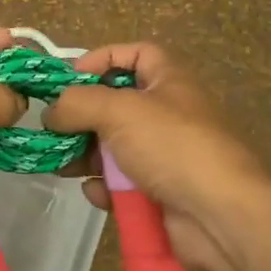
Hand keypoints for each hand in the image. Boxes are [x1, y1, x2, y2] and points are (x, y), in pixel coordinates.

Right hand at [43, 42, 270, 270]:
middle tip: (52, 129)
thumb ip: (77, 103)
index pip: (135, 54)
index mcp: (168, 81)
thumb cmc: (172, 146)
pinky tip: (97, 193)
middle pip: (115, 105)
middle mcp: (167, 114)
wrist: (220, 216)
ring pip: (113, 148)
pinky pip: (121, 184)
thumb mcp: (120, 110)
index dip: (102, 58)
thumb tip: (51, 112)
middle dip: (82, 117)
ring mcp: (163, 156)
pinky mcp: (157, 193)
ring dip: (84, 155)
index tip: (69, 77)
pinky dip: (105, 188)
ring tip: (60, 165)